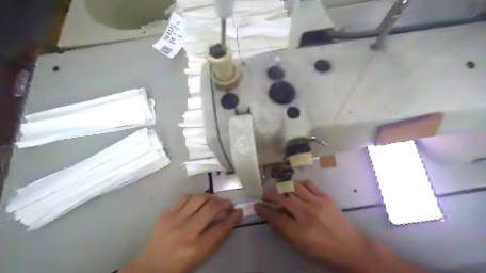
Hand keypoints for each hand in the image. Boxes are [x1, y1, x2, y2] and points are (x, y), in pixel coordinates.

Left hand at [121, 194, 242, 272]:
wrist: (152, 266)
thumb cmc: (181, 264)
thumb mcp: (202, 256)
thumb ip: (217, 237)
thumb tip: (231, 218)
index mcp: (196, 248)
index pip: (221, 228)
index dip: (233, 218)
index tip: (239, 211)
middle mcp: (186, 232)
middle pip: (211, 208)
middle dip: (225, 203)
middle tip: (228, 205)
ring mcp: (174, 220)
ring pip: (199, 198)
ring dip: (212, 197)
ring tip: (215, 201)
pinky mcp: (166, 213)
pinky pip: (185, 197)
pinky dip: (196, 197)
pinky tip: (199, 202)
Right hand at [254, 181, 427, 271]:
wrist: (350, 247)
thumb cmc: (323, 251)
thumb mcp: (300, 248)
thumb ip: (283, 232)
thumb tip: (270, 219)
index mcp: (299, 231)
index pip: (275, 216)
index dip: (263, 210)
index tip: (257, 205)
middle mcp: (306, 214)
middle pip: (282, 197)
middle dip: (269, 194)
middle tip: (264, 194)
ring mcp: (316, 203)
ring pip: (293, 187)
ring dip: (282, 186)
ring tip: (278, 188)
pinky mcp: (325, 197)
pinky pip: (308, 184)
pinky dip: (299, 183)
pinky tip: (295, 186)